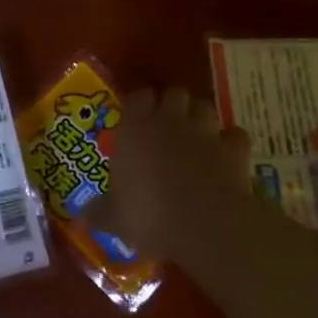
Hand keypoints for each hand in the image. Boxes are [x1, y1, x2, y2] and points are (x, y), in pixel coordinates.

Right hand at [83, 87, 251, 269]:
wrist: (205, 224)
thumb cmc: (149, 214)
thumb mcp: (115, 218)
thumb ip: (99, 212)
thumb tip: (82, 215)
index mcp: (136, 127)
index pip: (137, 96)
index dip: (139, 104)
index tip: (136, 118)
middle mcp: (170, 120)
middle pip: (173, 93)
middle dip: (172, 105)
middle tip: (166, 125)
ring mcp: (205, 132)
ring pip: (204, 107)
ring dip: (200, 117)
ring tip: (195, 135)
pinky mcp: (234, 149)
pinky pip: (234, 135)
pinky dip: (231, 141)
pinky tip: (226, 154)